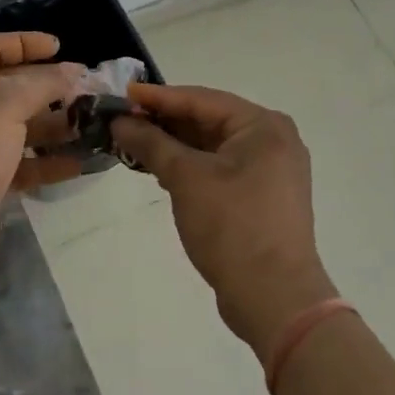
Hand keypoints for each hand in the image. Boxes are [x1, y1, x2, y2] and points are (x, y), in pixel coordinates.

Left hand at [0, 33, 85, 281]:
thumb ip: (43, 83)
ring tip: (90, 126)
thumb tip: (73, 71)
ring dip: (52, 126)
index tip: (61, 47)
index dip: (26, 43)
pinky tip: (77, 163)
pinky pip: (20, 163)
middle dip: (47, 88)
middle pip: (9, 88)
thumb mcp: (6, 104)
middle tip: (86, 91)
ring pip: (18, 127)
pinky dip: (46, 161)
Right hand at [112, 84, 335, 359]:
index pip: (202, 99)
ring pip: (213, 145)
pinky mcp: (262, 196)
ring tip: (134, 143)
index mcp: (263, 126)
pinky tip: (160, 169)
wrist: (274, 299)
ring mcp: (270, 170)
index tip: (123, 95)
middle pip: (209, 120)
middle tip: (124, 120)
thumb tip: (120, 121)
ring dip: (175, 145)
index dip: (159, 97)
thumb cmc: (232, 227)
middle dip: (165, 121)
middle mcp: (273, 140)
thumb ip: (151, 143)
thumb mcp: (185, 178)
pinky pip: (220, 167)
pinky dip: (191, 165)